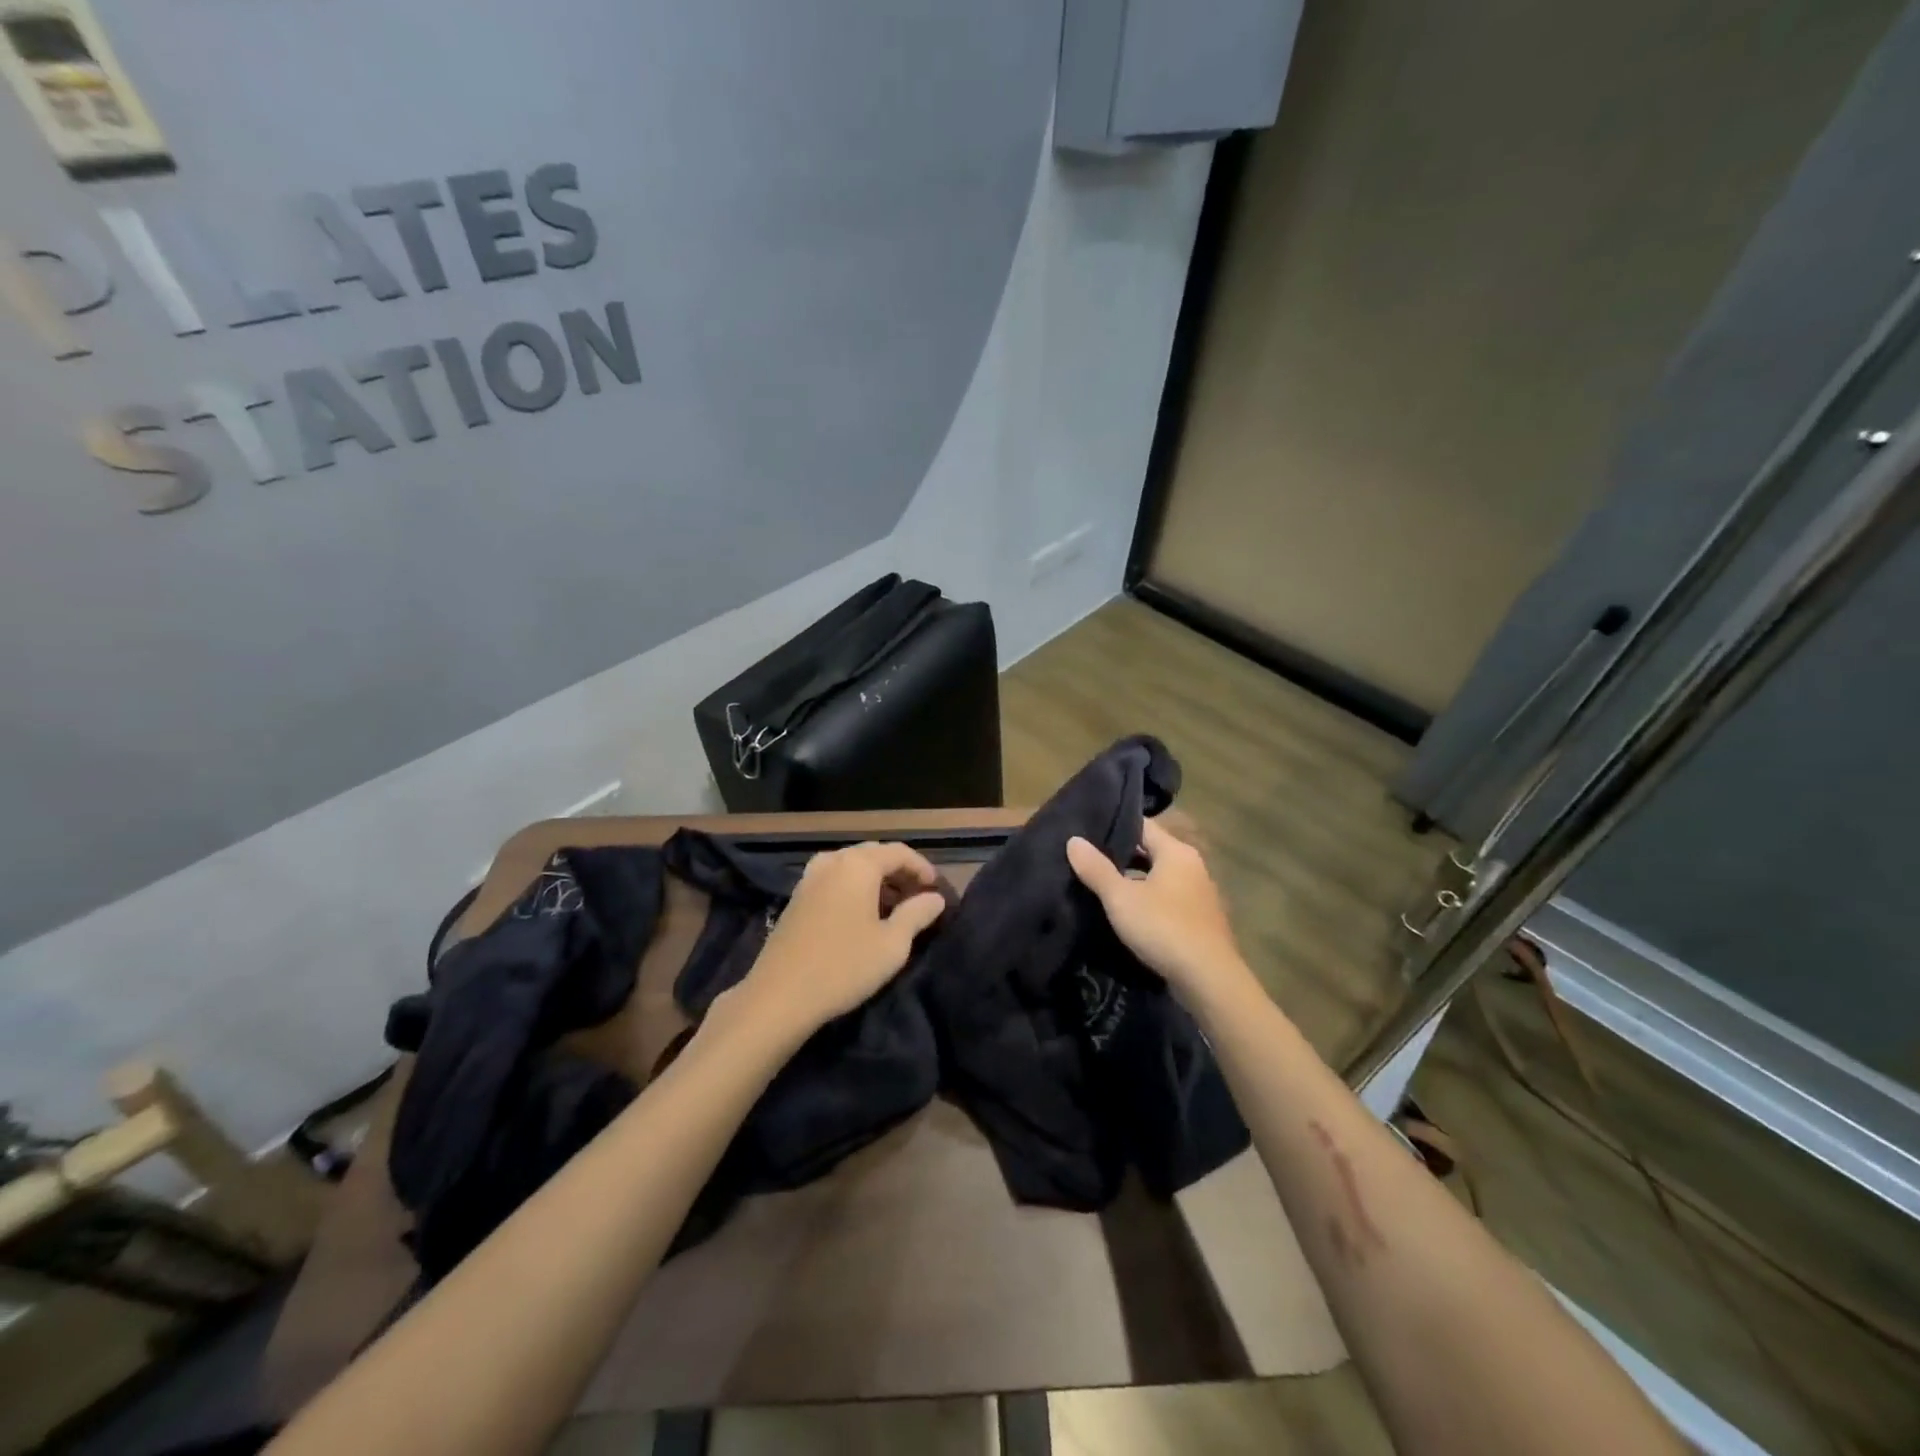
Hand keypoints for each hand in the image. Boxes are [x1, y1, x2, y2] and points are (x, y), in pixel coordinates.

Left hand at [736, 841, 946, 1037]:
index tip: (936, 890)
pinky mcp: (796, 897)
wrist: (779, 996)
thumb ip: (917, 914)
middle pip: (874, 854)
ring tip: (892, 907)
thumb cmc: (844, 966)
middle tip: (917, 897)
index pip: (899, 852)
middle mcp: (832, 861)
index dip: (922, 867)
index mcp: (858, 865)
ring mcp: (810, 878)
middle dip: (899, 871)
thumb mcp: (892, 944)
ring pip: (851, 866)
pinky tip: (861, 915)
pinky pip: (834, 879)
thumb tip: (935, 898)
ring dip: (876, 880)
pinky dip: (854, 888)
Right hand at [1067, 818, 1254, 1005]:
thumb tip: (1073, 840)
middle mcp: (1192, 866)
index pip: (1142, 826)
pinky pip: (1167, 898)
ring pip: (1159, 877)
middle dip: (1121, 855)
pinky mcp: (1199, 919)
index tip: (1087, 831)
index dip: (1114, 826)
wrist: (1208, 979)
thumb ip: (1096, 868)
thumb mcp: (1121, 898)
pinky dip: (1148, 900)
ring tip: (1101, 885)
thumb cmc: (1163, 927)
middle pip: (1151, 851)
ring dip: (1134, 880)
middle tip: (1087, 858)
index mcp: (1177, 852)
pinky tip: (1127, 912)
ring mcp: (1198, 894)